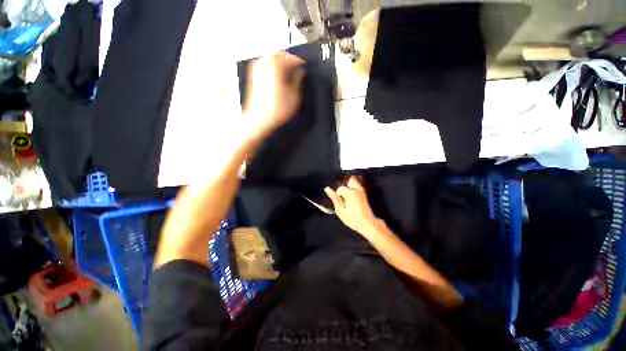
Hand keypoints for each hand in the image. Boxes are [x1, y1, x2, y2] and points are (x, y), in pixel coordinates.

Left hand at [243, 52, 304, 136]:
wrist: (260, 119)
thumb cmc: (278, 109)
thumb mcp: (294, 95)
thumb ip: (298, 80)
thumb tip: (300, 71)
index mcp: (276, 66)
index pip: (290, 57)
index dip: (299, 62)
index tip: (304, 67)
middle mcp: (264, 63)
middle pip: (278, 54)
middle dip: (288, 59)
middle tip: (296, 68)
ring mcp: (257, 69)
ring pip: (270, 58)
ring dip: (280, 62)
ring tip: (288, 73)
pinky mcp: (254, 76)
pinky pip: (265, 65)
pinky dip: (272, 67)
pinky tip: (278, 77)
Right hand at [325, 176, 379, 233]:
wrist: (368, 224)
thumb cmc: (353, 219)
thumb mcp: (340, 210)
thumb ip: (334, 198)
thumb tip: (327, 189)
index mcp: (350, 192)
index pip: (340, 188)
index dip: (337, 195)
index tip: (339, 203)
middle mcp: (357, 189)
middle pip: (349, 179)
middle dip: (344, 186)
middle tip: (342, 196)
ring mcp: (362, 191)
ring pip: (354, 182)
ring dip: (349, 186)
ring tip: (346, 197)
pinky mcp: (364, 194)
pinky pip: (357, 186)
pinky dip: (353, 189)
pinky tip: (351, 199)